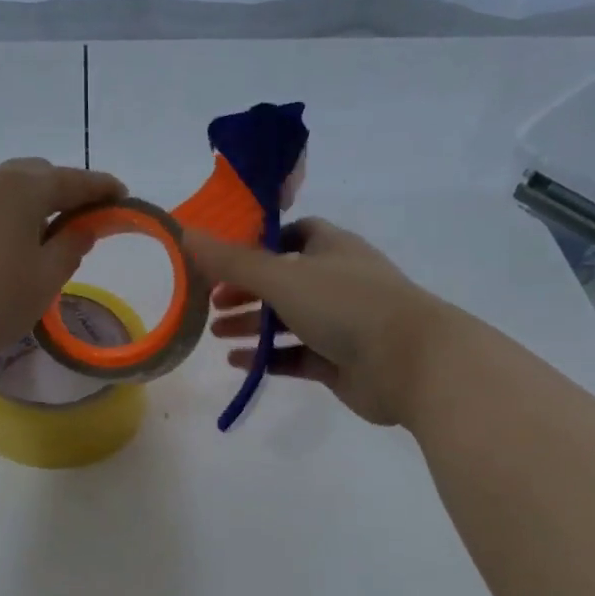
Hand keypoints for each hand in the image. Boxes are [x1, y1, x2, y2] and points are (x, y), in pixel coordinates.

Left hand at [0, 158, 125, 380]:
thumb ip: (71, 246)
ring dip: (28, 203)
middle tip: (81, 218)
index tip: (122, 196)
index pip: (71, 180)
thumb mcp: (46, 278)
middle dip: (62, 191)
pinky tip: (2, 246)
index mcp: (20, 189)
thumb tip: (83, 227)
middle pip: (34, 175)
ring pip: (2, 189)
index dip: (100, 187)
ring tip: (42, 234)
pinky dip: (0, 216)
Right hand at [186, 219, 450, 426]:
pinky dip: (268, 358)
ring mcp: (342, 324)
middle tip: (210, 302)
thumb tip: (184, 232)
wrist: (410, 363)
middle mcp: (338, 282)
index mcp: (331, 249)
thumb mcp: (282, 277)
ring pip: (289, 321)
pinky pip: (296, 356)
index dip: (259, 244)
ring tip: (216, 334)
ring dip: (253, 325)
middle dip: (247, 290)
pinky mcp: (340, 362)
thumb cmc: (346, 305)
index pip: (294, 235)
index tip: (225, 258)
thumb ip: (231, 260)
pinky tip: (239, 363)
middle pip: (285, 281)